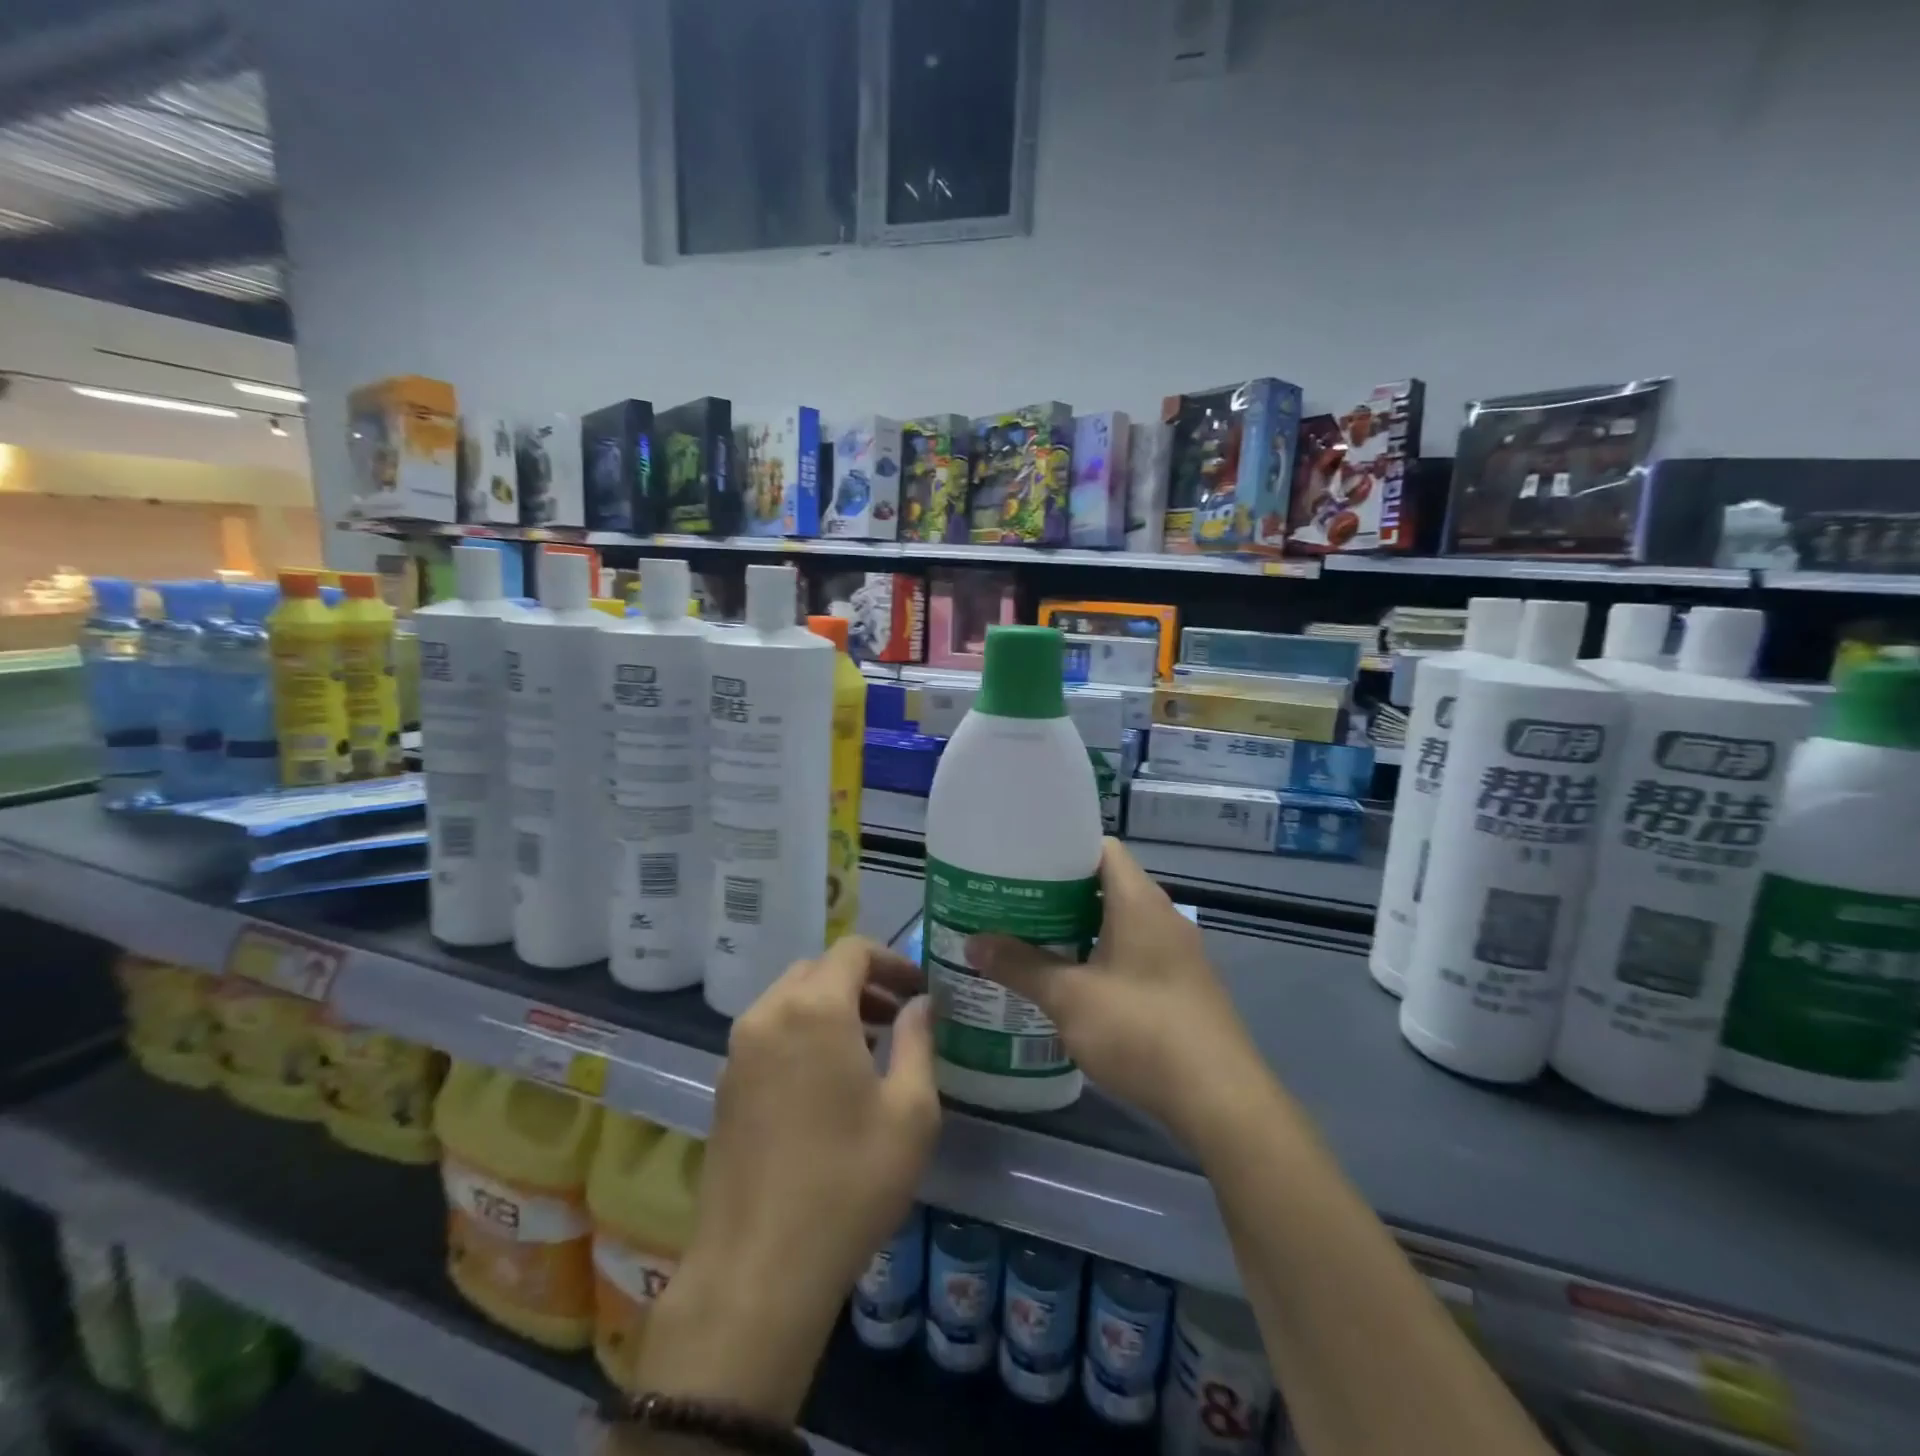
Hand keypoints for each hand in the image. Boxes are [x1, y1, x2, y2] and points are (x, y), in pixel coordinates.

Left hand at [632, 937, 937, 1422]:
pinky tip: (827, 1081)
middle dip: (862, 982)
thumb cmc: (849, 1182)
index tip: (919, 989)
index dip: (892, 960)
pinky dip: (802, 1033)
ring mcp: (738, 1051)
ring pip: (789, 1000)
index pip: (853, 950)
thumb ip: (918, 1042)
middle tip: (898, 1015)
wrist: (758, 1270)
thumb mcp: (910, 1112)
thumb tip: (920, 1005)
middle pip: (818, 970)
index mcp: (814, 1008)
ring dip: (830, 1006)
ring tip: (869, 1046)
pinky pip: (769, 1034)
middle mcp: (768, 1014)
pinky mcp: (723, 1087)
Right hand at [968, 838, 1268, 1142]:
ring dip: (1078, 929)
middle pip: (1106, 885)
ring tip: (1031, 940)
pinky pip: (1133, 953)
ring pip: (1119, 922)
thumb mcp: (1069, 997)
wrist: (1219, 1098)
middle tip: (1013, 904)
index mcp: (1139, 901)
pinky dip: (1101, 956)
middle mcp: (1162, 916)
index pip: (1101, 848)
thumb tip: (972, 943)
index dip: (1062, 848)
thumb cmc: (1140, 1030)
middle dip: (1059, 894)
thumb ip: (1019, 966)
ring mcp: (1177, 953)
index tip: (1021, 862)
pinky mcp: (1181, 986)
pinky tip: (1071, 983)